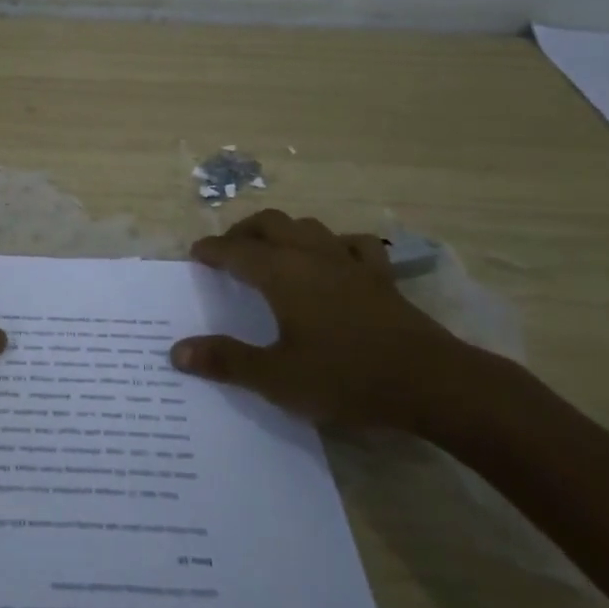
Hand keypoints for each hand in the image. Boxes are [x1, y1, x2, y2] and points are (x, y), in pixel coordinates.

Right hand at [170, 209, 480, 432]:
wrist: (431, 383)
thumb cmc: (346, 377)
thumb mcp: (277, 378)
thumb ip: (226, 361)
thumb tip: (177, 351)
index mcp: (281, 274)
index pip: (235, 250)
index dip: (211, 250)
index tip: (195, 254)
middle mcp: (311, 256)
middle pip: (270, 224)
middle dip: (243, 232)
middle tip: (228, 251)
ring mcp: (349, 262)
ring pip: (308, 227)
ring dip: (283, 231)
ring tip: (272, 250)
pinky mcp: (381, 277)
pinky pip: (353, 244)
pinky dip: (334, 244)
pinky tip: (333, 258)